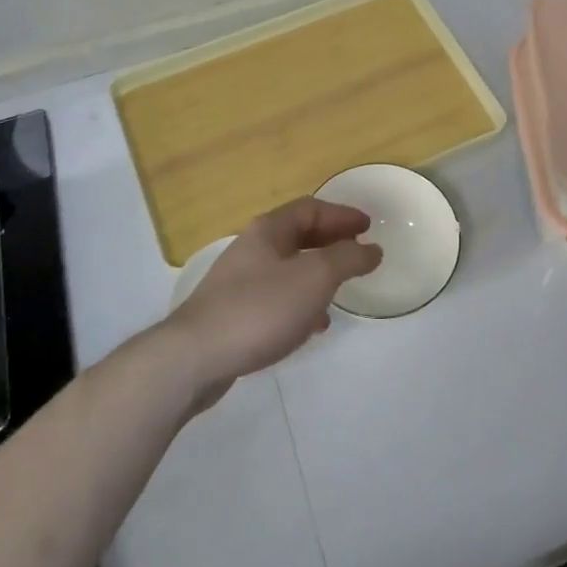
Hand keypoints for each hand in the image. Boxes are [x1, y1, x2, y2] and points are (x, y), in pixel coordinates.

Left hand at [166, 197, 382, 408]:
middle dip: (331, 243)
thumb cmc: (260, 308)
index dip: (342, 214)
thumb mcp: (314, 278)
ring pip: (288, 269)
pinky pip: (276, 298)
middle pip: (298, 236)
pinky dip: (300, 304)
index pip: (311, 209)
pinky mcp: (234, 314)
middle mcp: (252, 248)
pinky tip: (311, 326)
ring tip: (341, 292)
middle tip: (359, 252)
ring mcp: (239, 282)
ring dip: (317, 275)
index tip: (369, 225)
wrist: (195, 357)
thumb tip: (371, 248)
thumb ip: (347, 259)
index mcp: (269, 230)